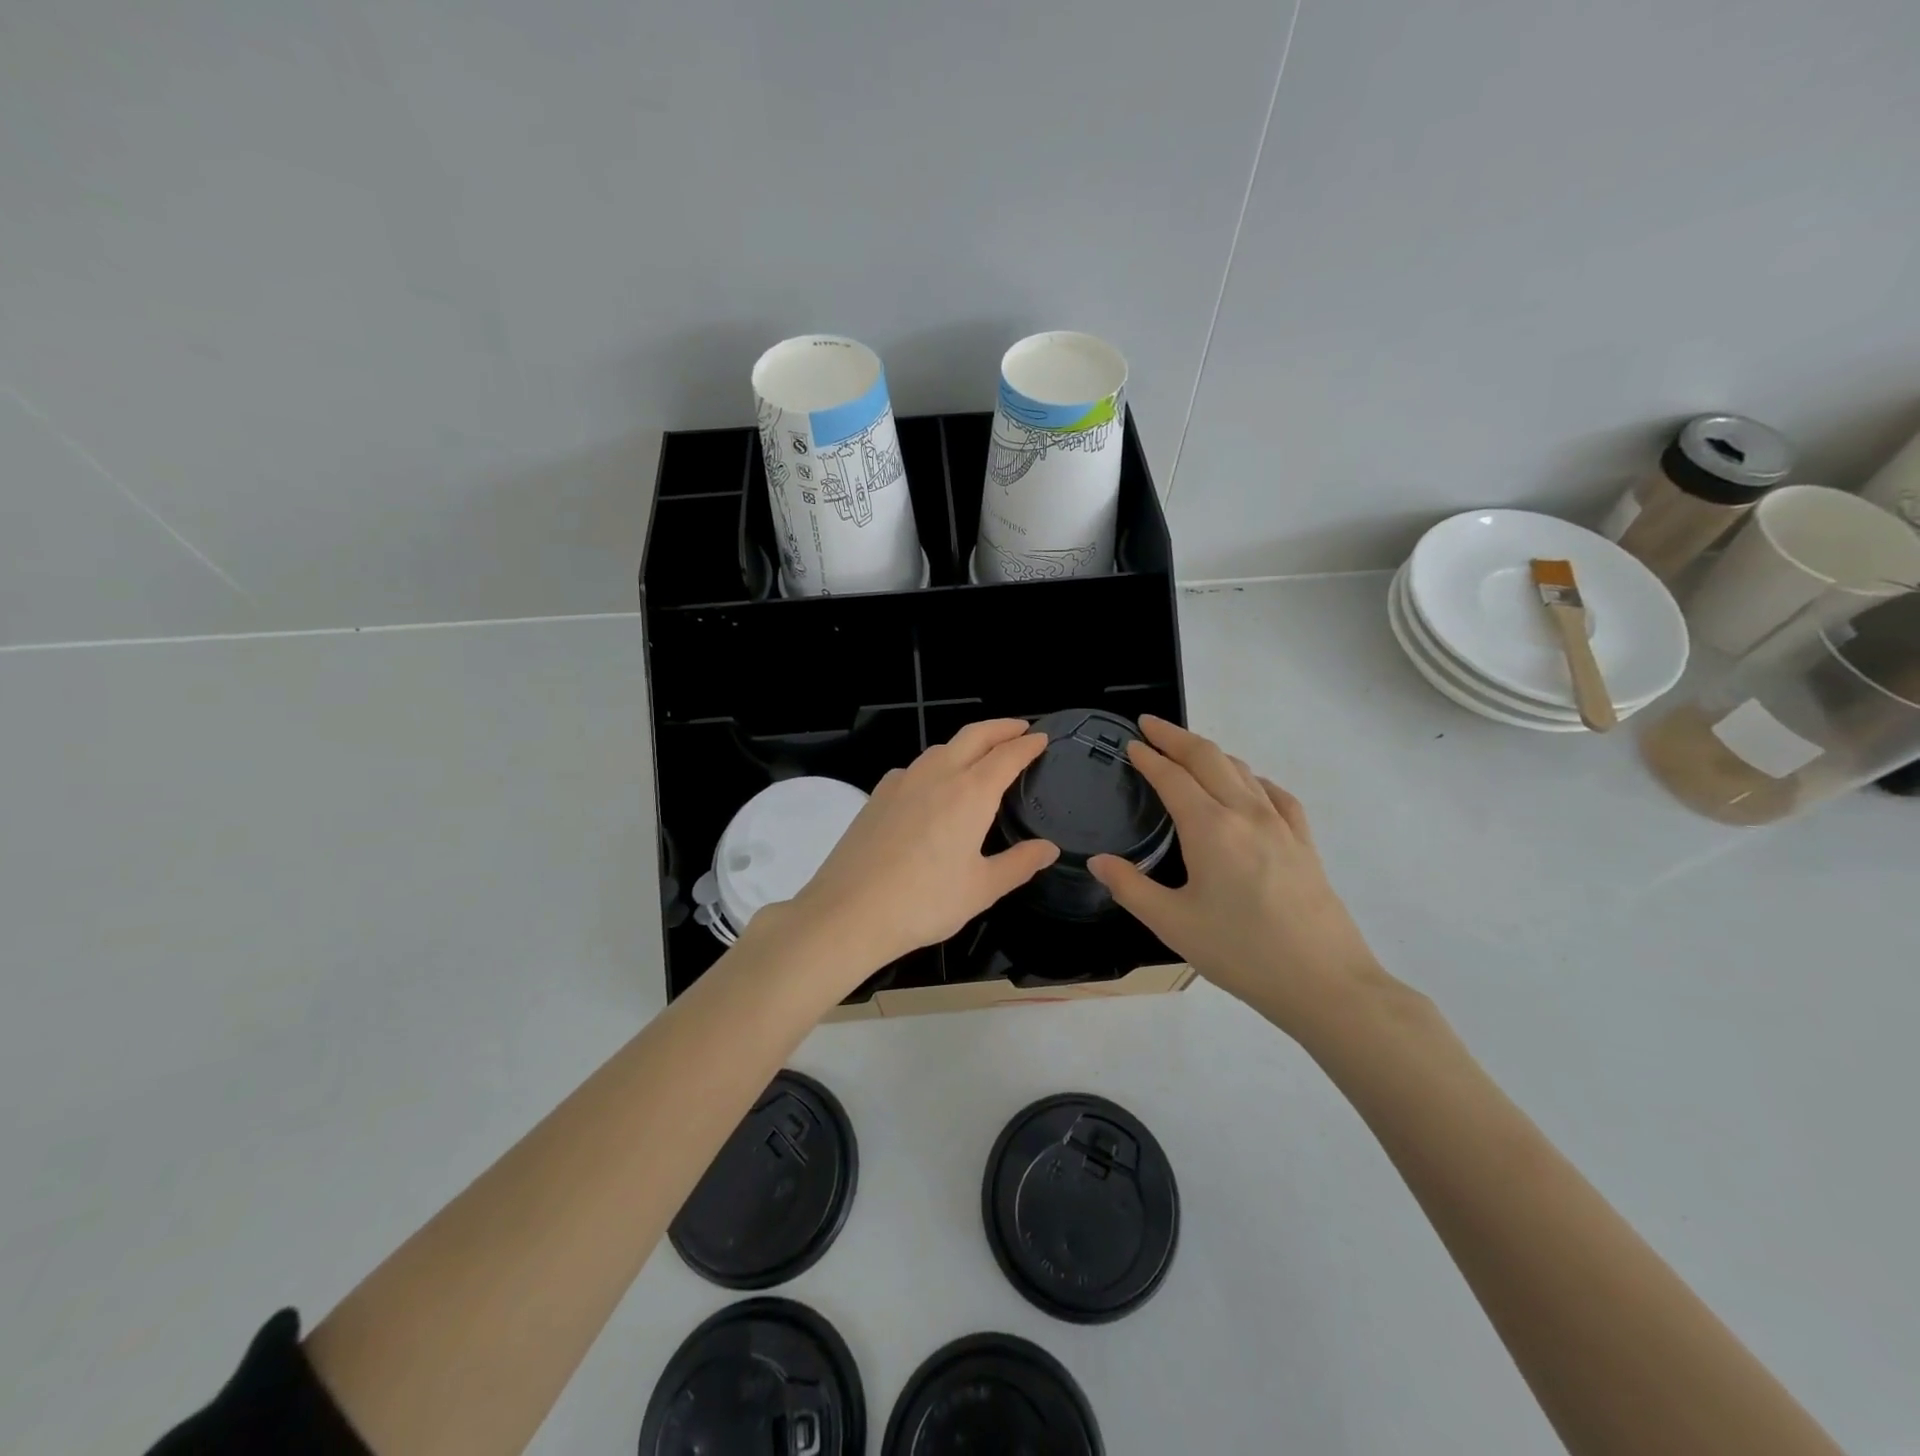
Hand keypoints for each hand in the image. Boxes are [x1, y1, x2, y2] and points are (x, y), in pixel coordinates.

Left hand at [772, 720, 1058, 981]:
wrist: (848, 912)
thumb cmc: (924, 902)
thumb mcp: (982, 888)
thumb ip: (1019, 864)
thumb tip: (1048, 849)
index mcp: (970, 793)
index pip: (1007, 755)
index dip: (1028, 744)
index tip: (1043, 738)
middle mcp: (937, 775)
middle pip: (973, 736)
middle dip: (1000, 727)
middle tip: (1021, 728)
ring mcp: (902, 782)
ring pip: (941, 748)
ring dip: (967, 743)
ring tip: (982, 754)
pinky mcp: (878, 795)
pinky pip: (914, 768)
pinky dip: (936, 764)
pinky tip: (934, 786)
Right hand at [1089, 716, 1389, 1037]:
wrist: (1323, 982)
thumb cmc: (1240, 952)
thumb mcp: (1172, 924)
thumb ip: (1130, 887)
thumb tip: (1098, 861)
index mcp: (1210, 828)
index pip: (1172, 777)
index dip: (1149, 757)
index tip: (1131, 743)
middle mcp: (1245, 813)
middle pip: (1209, 757)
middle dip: (1176, 736)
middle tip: (1150, 725)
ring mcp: (1281, 825)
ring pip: (1242, 769)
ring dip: (1210, 753)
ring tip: (1188, 753)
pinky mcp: (1304, 842)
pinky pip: (1275, 794)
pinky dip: (1251, 778)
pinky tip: (1248, 787)